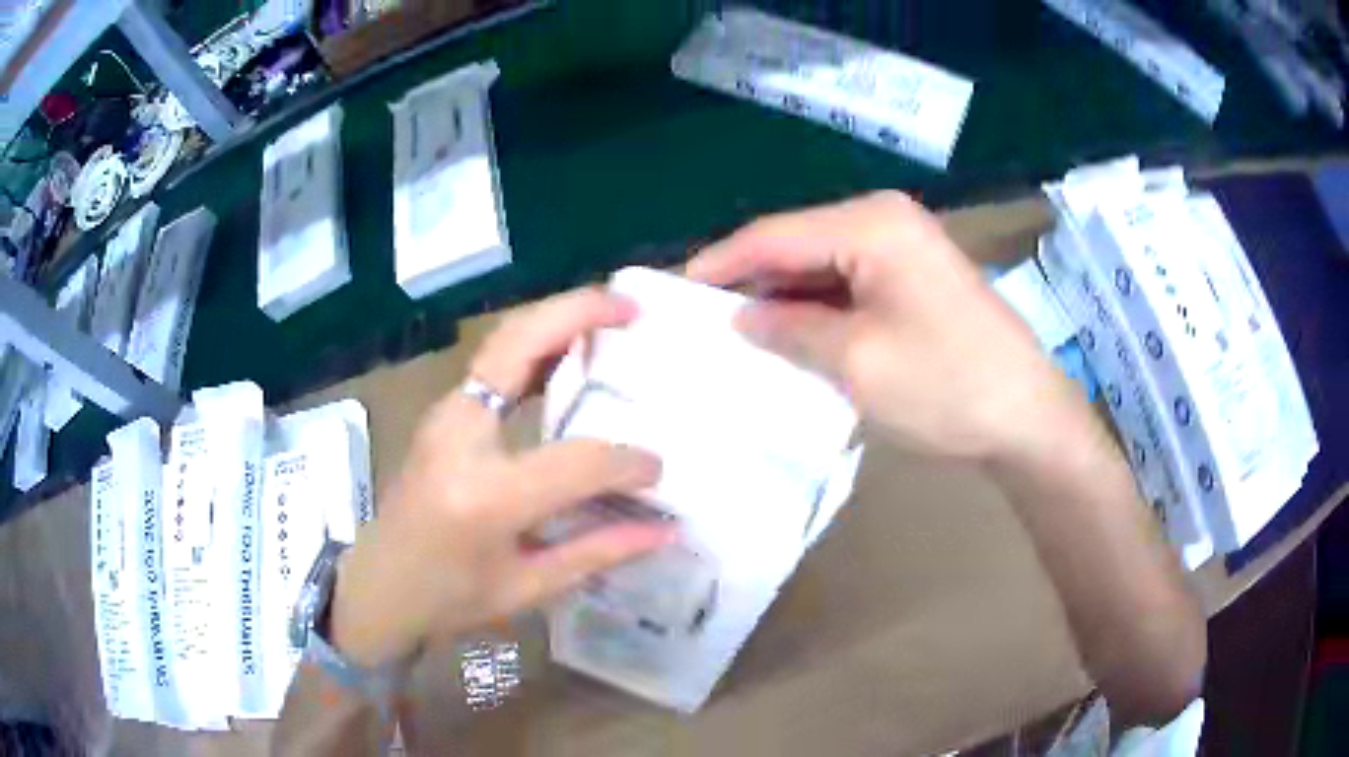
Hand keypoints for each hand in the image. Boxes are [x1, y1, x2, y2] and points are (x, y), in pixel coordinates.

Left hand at [329, 289, 673, 667]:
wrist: (379, 585)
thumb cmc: (449, 599)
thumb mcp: (528, 588)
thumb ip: (600, 551)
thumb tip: (666, 529)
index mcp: (486, 496)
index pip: (575, 460)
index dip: (626, 462)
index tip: (656, 469)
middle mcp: (460, 436)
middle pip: (519, 347)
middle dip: (579, 313)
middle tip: (630, 307)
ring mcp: (445, 414)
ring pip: (503, 340)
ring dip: (555, 317)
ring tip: (607, 313)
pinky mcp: (443, 412)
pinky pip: (494, 360)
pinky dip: (536, 340)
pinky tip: (568, 348)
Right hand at [688, 191, 1079, 461]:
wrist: (1027, 418)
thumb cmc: (946, 386)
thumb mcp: (856, 361)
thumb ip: (788, 330)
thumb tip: (740, 317)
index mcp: (871, 224)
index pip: (773, 234)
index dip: (718, 263)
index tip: (670, 293)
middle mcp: (884, 221)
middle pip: (796, 245)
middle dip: (748, 282)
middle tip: (696, 320)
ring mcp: (901, 248)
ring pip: (819, 267)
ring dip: (780, 299)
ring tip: (730, 333)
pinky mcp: (911, 278)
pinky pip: (846, 285)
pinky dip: (814, 310)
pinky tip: (786, 337)